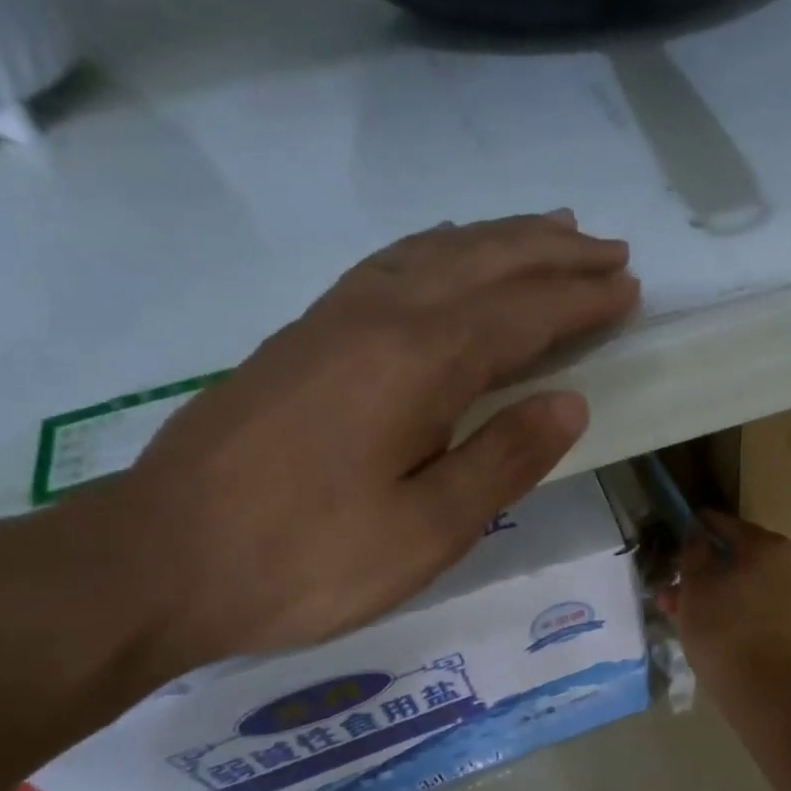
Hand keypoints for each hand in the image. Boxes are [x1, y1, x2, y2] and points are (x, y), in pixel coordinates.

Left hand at [97, 211, 638, 673]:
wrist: (159, 560)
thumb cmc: (307, 558)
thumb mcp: (427, 530)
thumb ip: (504, 459)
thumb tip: (570, 402)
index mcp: (419, 362)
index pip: (524, 314)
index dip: (582, 300)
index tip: (631, 288)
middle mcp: (380, 317)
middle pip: (485, 263)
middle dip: (554, 253)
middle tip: (609, 249)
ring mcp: (333, 319)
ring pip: (435, 253)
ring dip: (501, 238)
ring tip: (549, 229)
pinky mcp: (303, 336)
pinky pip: (391, 264)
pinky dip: (439, 248)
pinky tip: (450, 254)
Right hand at [656, 512, 790, 691]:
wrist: (759, 687)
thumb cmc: (721, 627)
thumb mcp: (695, 584)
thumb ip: (694, 550)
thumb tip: (697, 534)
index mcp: (767, 545)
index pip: (723, 524)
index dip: (694, 528)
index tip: (673, 536)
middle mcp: (788, 561)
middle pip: (734, 554)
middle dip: (700, 567)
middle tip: (670, 582)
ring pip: (741, 580)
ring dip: (710, 588)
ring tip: (675, 607)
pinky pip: (754, 600)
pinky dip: (729, 604)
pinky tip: (700, 620)